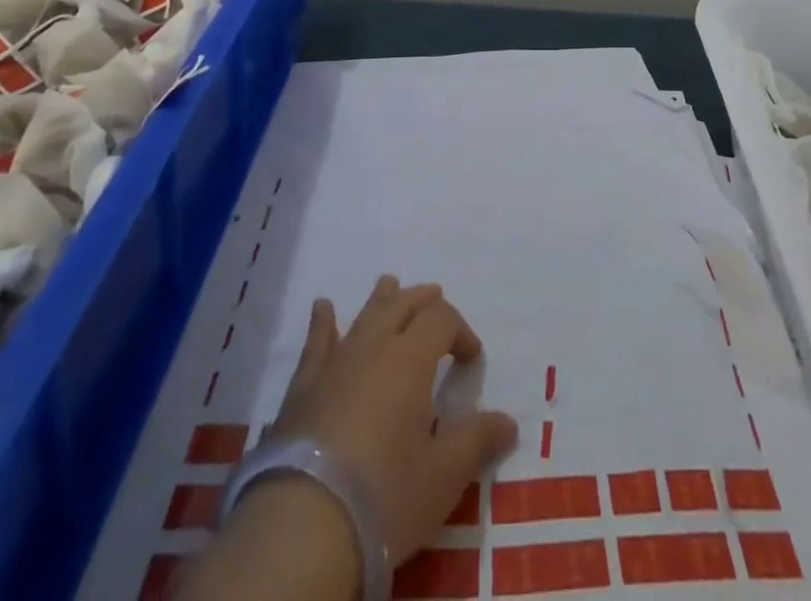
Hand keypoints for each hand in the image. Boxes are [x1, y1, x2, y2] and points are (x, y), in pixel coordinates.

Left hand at [269, 275, 517, 565]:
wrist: (302, 525)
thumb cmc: (385, 495)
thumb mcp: (443, 476)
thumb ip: (477, 442)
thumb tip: (508, 422)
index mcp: (411, 359)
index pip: (442, 320)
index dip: (461, 331)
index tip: (471, 358)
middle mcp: (373, 347)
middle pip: (402, 306)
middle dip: (423, 301)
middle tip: (436, 298)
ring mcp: (334, 365)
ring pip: (363, 317)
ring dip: (380, 299)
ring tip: (389, 283)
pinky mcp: (302, 390)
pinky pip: (315, 345)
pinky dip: (322, 324)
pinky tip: (322, 307)